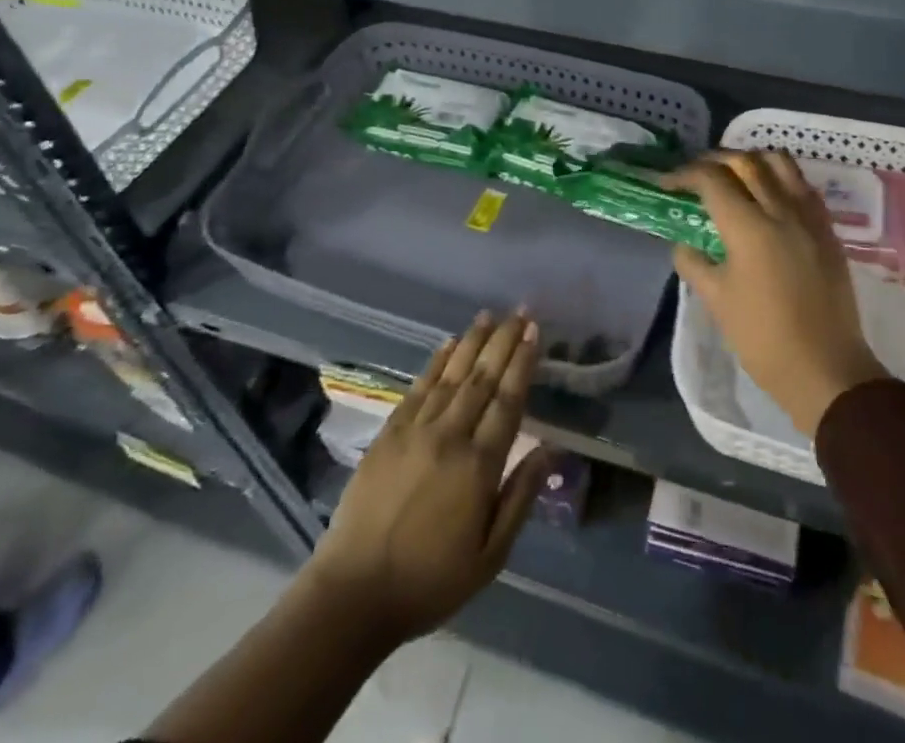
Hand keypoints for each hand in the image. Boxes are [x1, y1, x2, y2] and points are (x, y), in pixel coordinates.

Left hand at [307, 311, 556, 643]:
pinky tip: (449, 344)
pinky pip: (418, 387)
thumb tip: (550, 450)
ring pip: (451, 375)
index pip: (508, 401)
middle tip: (520, 311)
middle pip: (482, 378)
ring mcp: (416, 430)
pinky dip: (436, 362)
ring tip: (489, 315)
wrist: (354, 594)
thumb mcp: (490, 556)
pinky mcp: (388, 433)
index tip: (534, 332)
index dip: (522, 363)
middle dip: (503, 341)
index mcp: (479, 466)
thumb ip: (520, 497)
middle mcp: (450, 436)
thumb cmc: (431, 581)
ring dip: (473, 342)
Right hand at [665, 151, 887, 435]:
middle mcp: (781, 210)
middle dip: (715, 160)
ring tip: (734, 177)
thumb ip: (694, 263)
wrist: (826, 369)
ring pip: (780, 163)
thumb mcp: (716, 301)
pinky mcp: (828, 230)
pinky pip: (802, 185)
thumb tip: (684, 244)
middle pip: (746, 161)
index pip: (712, 180)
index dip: (685, 175)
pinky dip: (780, 178)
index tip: (668, 184)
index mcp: (749, 227)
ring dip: (752, 161)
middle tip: (696, 175)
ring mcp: (810, 217)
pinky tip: (769, 197)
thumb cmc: (763, 338)